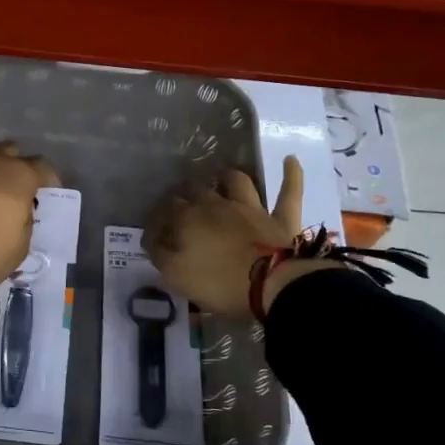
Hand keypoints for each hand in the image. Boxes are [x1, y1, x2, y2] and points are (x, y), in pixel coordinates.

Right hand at [146, 156, 330, 315]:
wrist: (271, 285)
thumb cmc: (220, 284)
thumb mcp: (176, 276)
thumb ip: (161, 255)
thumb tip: (153, 241)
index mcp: (188, 219)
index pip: (166, 210)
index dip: (157, 219)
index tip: (154, 233)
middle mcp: (217, 205)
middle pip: (196, 190)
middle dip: (186, 193)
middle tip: (181, 203)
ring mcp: (251, 209)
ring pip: (238, 182)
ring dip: (229, 177)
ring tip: (223, 175)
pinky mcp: (281, 218)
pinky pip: (289, 192)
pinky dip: (291, 175)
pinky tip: (290, 159)